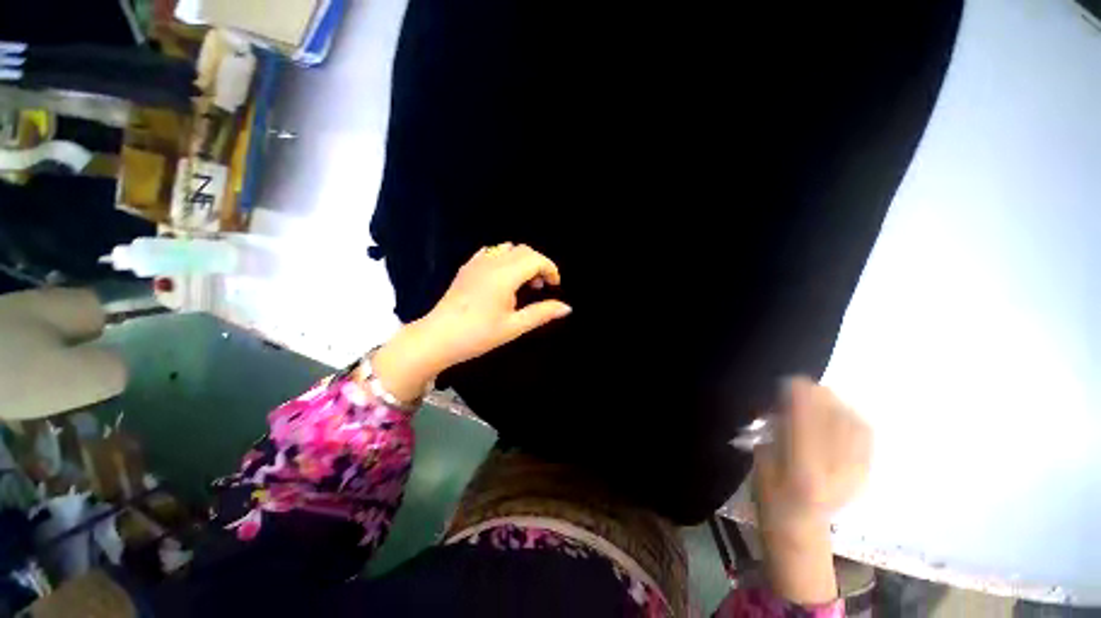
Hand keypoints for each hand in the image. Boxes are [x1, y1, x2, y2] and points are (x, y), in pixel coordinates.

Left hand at [371, 244, 571, 403]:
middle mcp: (491, 262)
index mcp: (504, 275)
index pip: (536, 259)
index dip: (550, 269)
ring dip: (521, 261)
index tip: (554, 286)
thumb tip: (567, 308)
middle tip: (540, 288)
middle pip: (523, 250)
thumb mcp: (514, 327)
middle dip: (538, 265)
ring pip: (507, 249)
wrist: (437, 338)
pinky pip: (491, 253)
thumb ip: (542, 313)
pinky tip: (503, 278)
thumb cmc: (478, 335)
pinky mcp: (467, 268)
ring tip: (522, 284)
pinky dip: (504, 259)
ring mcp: (476, 263)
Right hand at [753, 377, 870, 603]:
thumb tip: (787, 401)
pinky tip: (840, 413)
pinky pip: (866, 435)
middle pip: (834, 421)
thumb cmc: (770, 495)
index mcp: (802, 473)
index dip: (801, 397)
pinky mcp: (867, 473)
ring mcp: (856, 474)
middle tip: (803, 388)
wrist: (800, 527)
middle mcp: (835, 473)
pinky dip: (853, 418)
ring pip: (854, 424)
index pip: (807, 423)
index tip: (791, 380)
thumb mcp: (762, 462)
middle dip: (819, 397)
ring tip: (821, 398)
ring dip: (836, 405)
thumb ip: (776, 431)